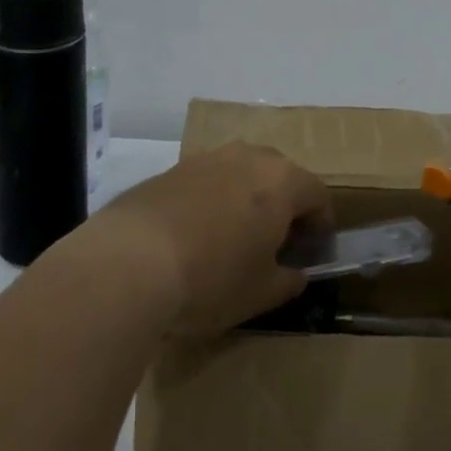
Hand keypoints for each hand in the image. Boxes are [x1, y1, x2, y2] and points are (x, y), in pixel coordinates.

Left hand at [99, 142, 330, 334]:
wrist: (129, 262)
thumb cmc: (211, 278)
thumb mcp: (261, 292)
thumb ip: (289, 280)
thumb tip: (295, 272)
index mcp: (281, 181)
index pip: (318, 193)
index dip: (322, 223)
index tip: (313, 250)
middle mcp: (247, 157)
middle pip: (280, 174)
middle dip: (284, 204)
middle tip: (277, 241)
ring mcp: (206, 159)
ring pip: (240, 173)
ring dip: (246, 198)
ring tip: (234, 236)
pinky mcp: (170, 169)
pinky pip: (206, 181)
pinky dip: (212, 200)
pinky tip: (196, 234)